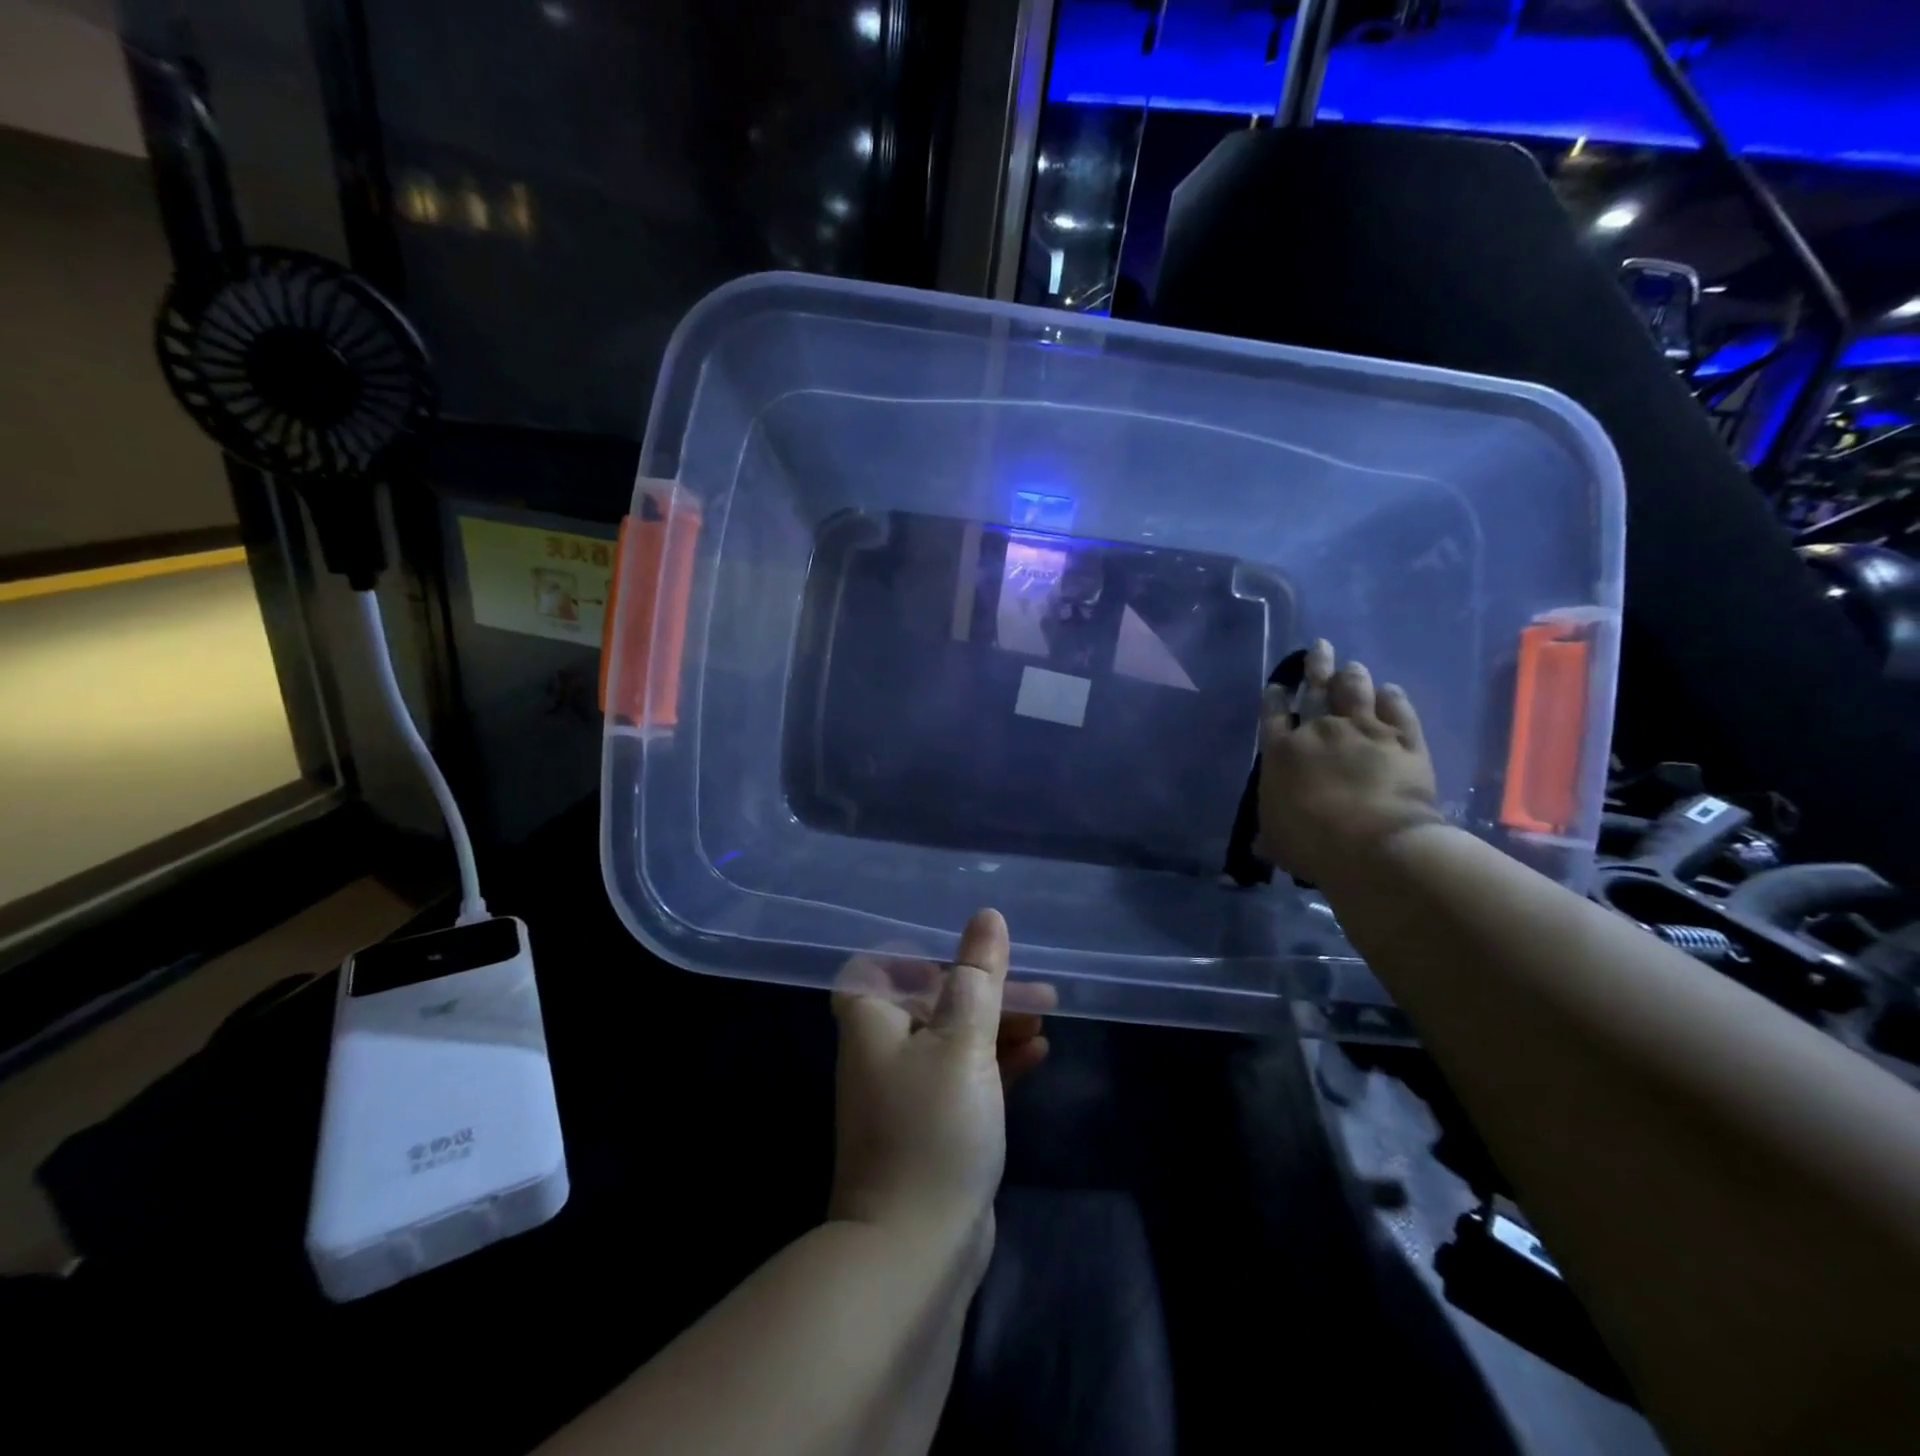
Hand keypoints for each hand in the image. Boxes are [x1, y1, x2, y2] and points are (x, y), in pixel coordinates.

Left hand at [829, 909, 1049, 1250]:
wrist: (914, 1250)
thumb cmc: (933, 1126)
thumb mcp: (962, 1040)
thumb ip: (978, 977)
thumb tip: (986, 917)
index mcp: (873, 1022)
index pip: (880, 969)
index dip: (917, 958)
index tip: (964, 957)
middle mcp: (882, 1052)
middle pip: (931, 1003)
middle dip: (983, 992)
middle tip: (1035, 989)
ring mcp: (908, 1094)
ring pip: (953, 1041)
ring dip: (996, 1027)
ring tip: (1046, 1017)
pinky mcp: (933, 1129)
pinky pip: (966, 1079)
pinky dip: (997, 1064)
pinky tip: (1038, 1055)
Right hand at [1256, 639, 1444, 885]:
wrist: (1374, 845)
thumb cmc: (1312, 843)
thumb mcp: (1277, 842)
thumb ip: (1269, 834)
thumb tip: (1259, 844)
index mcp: (1282, 752)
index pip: (1273, 714)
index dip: (1276, 697)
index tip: (1280, 686)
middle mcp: (1320, 730)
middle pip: (1317, 688)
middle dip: (1317, 665)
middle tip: (1320, 647)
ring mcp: (1365, 730)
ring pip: (1357, 690)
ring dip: (1353, 676)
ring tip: (1353, 666)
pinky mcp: (1404, 739)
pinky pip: (1399, 709)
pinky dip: (1393, 697)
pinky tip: (1391, 691)